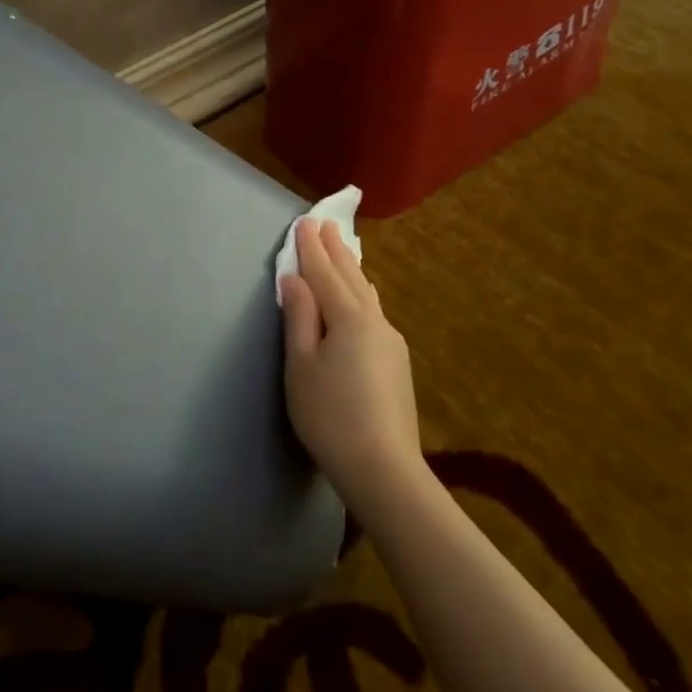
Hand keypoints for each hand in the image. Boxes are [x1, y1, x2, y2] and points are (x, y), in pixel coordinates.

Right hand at [280, 218, 421, 519]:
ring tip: (343, 253)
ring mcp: (391, 342)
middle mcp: (375, 322)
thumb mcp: (301, 365)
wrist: (384, 468)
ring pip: (367, 295)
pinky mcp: (396, 363)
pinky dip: (360, 294)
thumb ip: (299, 318)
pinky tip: (360, 299)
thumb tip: (295, 279)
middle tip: (327, 225)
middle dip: (336, 251)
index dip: (311, 248)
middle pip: (352, 278)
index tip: (305, 222)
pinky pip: (373, 313)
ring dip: (352, 270)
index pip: (325, 273)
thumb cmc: (329, 414)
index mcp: (348, 318)